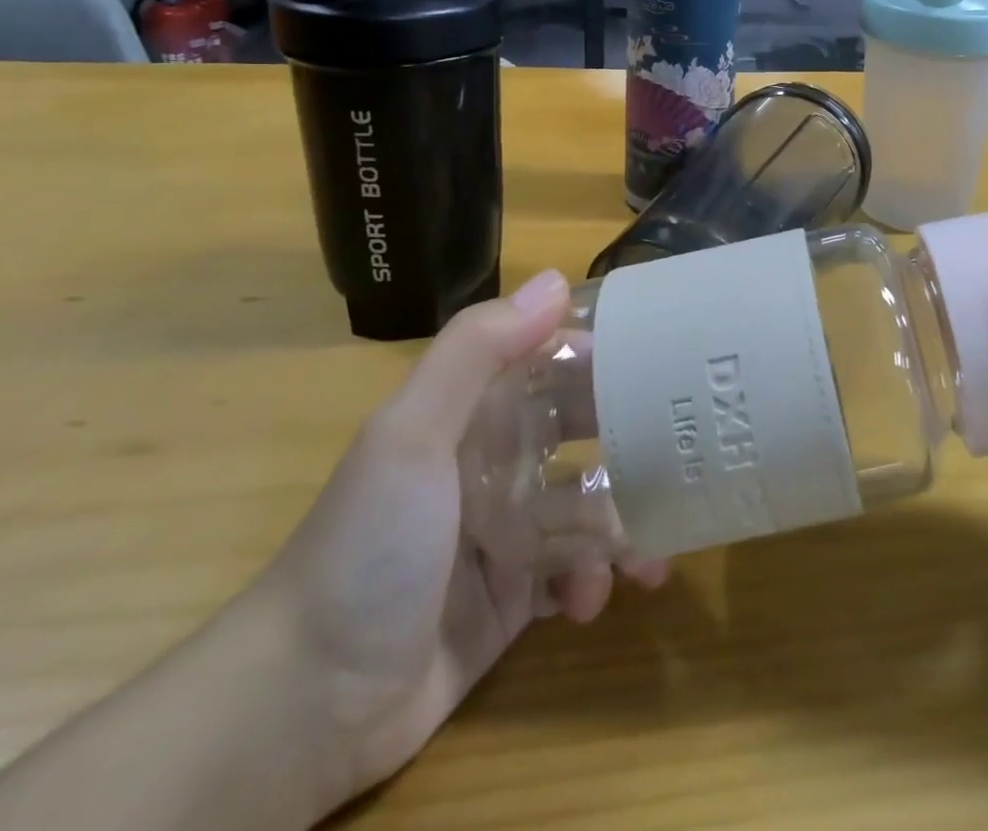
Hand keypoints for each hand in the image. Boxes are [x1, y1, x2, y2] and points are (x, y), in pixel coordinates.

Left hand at [244, 270, 660, 810]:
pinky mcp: (516, 594)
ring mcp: (510, 529)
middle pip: (586, 433)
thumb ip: (478, 351)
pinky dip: (593, 582)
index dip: (608, 358)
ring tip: (650, 556)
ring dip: (624, 526)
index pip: (556, 363)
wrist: (304, 706)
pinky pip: (575, 572)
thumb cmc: (368, 546)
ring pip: (591, 506)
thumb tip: (555, 281)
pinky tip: (591, 602)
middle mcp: (499, 460)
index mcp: (477, 413)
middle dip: (632, 445)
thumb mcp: (412, 435)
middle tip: (683, 460)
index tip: (666, 364)